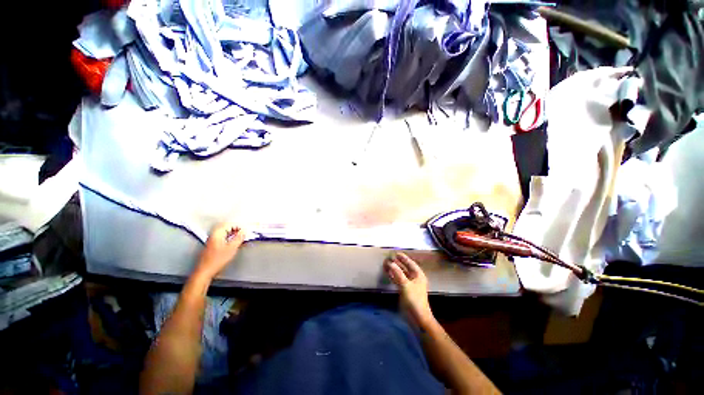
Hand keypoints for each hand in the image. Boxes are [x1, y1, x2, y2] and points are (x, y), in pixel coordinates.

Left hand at [195, 223, 245, 278]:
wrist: (205, 271)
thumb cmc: (218, 259)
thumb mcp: (232, 248)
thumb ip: (239, 238)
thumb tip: (244, 231)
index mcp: (217, 233)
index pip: (229, 224)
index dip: (239, 227)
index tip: (245, 232)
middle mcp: (213, 235)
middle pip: (226, 227)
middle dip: (236, 229)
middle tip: (243, 234)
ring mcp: (212, 240)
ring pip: (224, 233)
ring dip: (232, 234)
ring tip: (239, 239)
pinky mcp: (212, 246)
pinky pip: (222, 238)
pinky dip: (228, 238)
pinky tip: (232, 244)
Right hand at [384, 252, 434, 328]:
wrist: (418, 318)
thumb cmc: (414, 300)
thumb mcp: (405, 285)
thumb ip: (398, 273)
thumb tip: (390, 263)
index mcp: (418, 275)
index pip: (410, 263)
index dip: (403, 258)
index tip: (395, 253)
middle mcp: (414, 278)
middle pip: (404, 267)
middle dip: (396, 263)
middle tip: (387, 258)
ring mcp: (409, 284)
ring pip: (400, 273)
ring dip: (393, 269)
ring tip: (385, 264)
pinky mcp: (404, 290)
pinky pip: (398, 280)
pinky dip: (393, 276)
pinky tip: (387, 273)